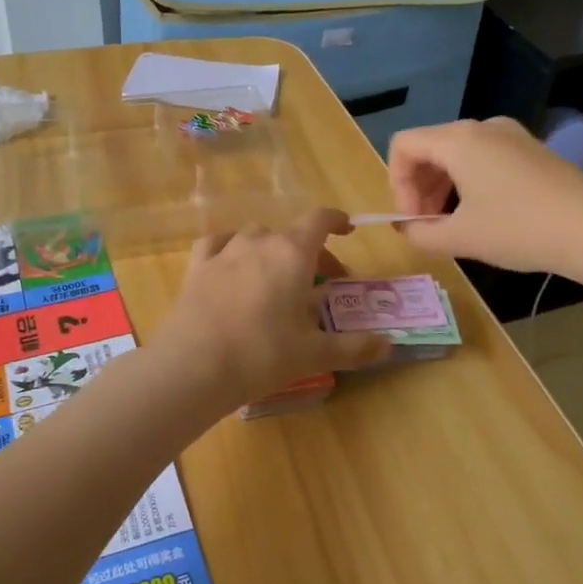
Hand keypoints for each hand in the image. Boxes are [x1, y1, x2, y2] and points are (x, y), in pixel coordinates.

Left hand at [152, 208, 390, 406]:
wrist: (195, 364)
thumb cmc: (263, 354)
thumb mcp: (315, 354)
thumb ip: (354, 347)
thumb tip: (387, 346)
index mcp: (293, 253)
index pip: (319, 220)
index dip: (336, 220)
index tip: (347, 230)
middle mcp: (259, 241)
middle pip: (290, 234)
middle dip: (309, 252)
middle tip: (320, 284)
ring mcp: (224, 251)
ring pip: (255, 237)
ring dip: (271, 251)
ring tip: (277, 278)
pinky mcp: (197, 266)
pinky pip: (217, 244)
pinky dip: (230, 249)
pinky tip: (231, 263)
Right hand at [388, 117, 582, 281]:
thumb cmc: (520, 230)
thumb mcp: (461, 238)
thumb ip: (420, 233)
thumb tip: (406, 228)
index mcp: (458, 140)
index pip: (404, 145)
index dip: (396, 183)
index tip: (412, 218)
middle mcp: (481, 127)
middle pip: (429, 147)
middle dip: (419, 186)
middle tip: (427, 225)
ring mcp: (510, 135)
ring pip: (457, 153)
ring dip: (443, 186)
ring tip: (452, 224)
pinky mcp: (531, 149)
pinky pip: (483, 157)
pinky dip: (469, 181)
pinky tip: (483, 215)